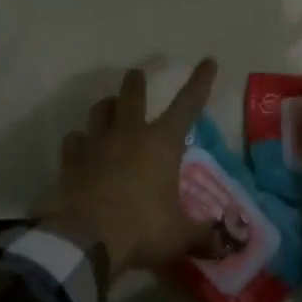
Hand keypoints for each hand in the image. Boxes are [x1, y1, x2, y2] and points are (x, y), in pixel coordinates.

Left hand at [42, 59, 218, 276]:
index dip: (200, 82)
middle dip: (136, 82)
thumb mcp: (180, 235)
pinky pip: (74, 140)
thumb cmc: (141, 228)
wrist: (84, 237)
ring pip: (100, 111)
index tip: (208, 61)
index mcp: (162, 143)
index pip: (187, 104)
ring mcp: (97, 143)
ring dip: (106, 106)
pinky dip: (78, 140)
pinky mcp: (71, 160)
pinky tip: (79, 145)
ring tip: (108, 105)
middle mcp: (129, 133)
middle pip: (133, 95)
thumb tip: (230, 240)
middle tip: (136, 74)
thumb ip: (205, 235)